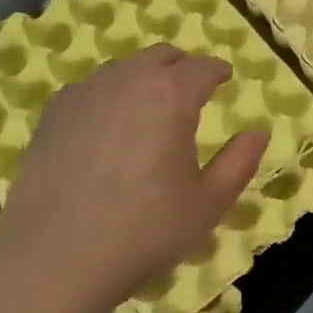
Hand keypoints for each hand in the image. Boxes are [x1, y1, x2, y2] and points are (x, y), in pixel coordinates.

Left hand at [0, 45, 267, 312]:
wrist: (53, 256)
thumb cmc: (144, 229)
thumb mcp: (208, 204)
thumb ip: (239, 163)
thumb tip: (258, 133)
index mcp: (173, 94)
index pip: (203, 67)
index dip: (217, 71)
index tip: (224, 79)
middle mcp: (129, 79)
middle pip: (161, 56)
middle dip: (181, 67)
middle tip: (190, 91)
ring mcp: (86, 91)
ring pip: (124, 69)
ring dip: (143, 79)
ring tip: (148, 111)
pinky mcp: (54, 112)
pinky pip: (91, 89)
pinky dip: (108, 97)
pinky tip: (106, 129)